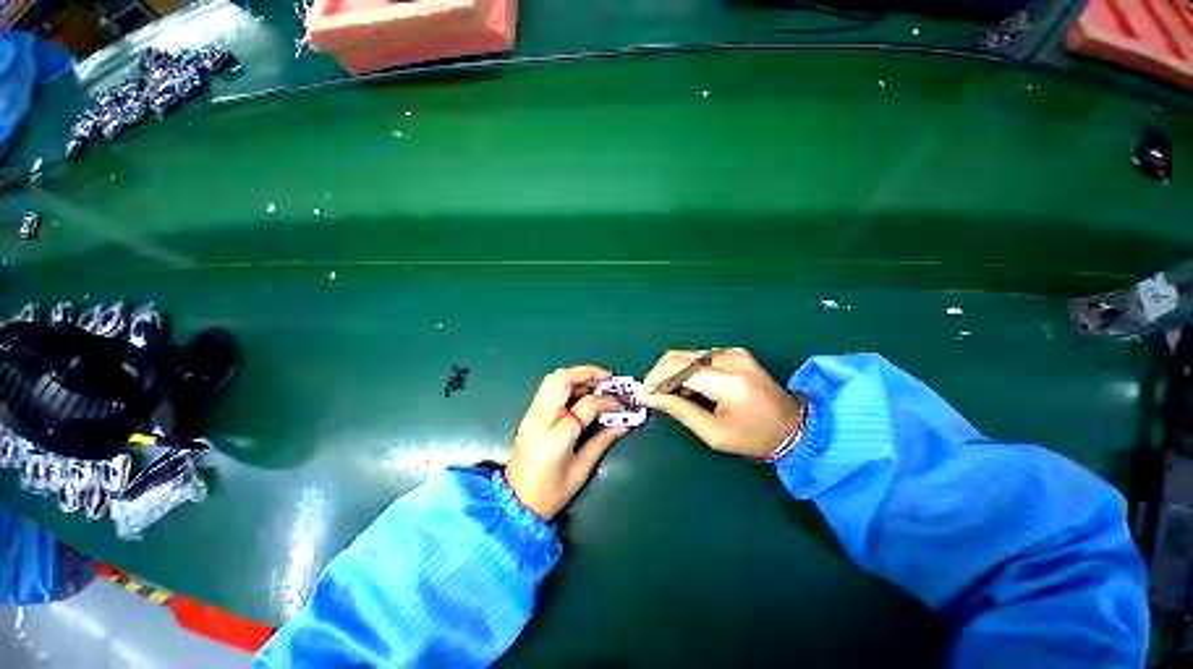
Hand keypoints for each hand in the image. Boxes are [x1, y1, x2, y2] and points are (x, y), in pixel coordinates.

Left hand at [505, 366, 628, 519]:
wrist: (514, 504)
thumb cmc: (550, 494)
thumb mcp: (581, 470)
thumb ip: (603, 441)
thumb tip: (623, 423)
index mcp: (555, 439)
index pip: (586, 406)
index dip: (608, 401)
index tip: (620, 405)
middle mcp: (539, 421)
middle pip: (561, 380)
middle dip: (587, 373)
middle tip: (606, 379)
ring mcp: (530, 416)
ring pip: (551, 380)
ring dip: (575, 376)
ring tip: (595, 384)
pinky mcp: (528, 416)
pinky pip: (547, 389)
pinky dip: (566, 384)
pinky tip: (580, 394)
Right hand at [639, 348, 804, 459]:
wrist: (795, 426)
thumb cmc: (755, 437)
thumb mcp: (714, 433)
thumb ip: (680, 411)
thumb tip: (652, 398)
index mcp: (729, 383)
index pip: (680, 369)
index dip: (656, 379)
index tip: (644, 395)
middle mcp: (731, 359)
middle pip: (680, 356)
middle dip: (659, 373)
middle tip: (652, 394)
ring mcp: (734, 352)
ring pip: (687, 354)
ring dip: (671, 372)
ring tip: (669, 394)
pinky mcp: (735, 352)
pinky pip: (699, 357)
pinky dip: (686, 370)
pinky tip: (687, 388)